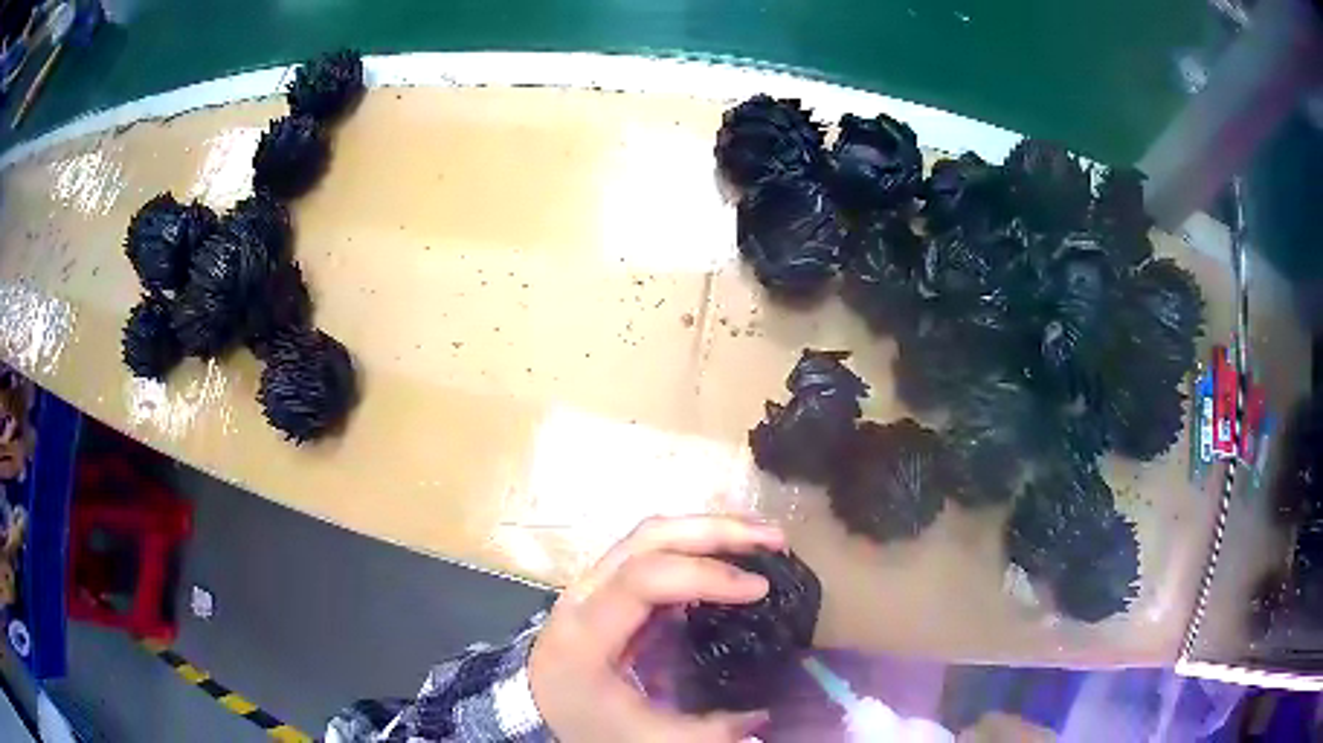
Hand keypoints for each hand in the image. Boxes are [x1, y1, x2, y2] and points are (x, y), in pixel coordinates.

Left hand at [529, 515, 785, 742]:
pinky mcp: (606, 583)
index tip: (759, 587)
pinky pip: (651, 548)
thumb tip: (764, 714)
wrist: (536, 707)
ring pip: (648, 533)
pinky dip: (694, 543)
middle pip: (648, 538)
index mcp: (586, 632)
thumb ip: (707, 731)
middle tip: (773, 539)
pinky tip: (728, 554)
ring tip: (759, 536)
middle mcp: (584, 593)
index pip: (644, 579)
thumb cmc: (584, 721)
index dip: (707, 575)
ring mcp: (592, 581)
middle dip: (716, 530)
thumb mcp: (645, 738)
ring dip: (707, 527)